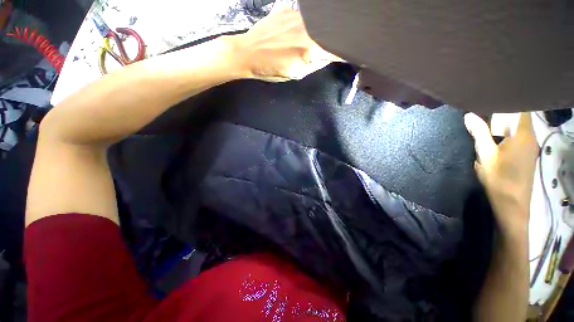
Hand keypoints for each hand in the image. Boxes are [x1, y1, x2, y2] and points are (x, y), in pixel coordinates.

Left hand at [232, 6, 340, 81]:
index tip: (350, 52)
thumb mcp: (297, 74)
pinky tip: (306, 27)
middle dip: (337, 38)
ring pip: (321, 21)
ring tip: (320, 36)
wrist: (248, 53)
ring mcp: (298, 16)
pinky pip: (307, 13)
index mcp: (310, 50)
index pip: (337, 49)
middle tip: (337, 44)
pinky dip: (312, 20)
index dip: (346, 51)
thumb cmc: (271, 69)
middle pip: (331, 31)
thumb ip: (316, 64)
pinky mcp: (288, 8)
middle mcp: (308, 29)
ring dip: (325, 28)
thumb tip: (330, 56)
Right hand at [464, 113, 538, 232]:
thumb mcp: (485, 155)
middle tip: (484, 109)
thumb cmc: (499, 179)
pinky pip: (518, 137)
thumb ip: (479, 133)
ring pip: (519, 127)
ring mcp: (530, 147)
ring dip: (505, 124)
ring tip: (487, 121)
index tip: (493, 97)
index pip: (521, 108)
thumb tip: (469, 115)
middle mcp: (530, 137)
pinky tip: (495, 138)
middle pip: (520, 117)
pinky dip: (508, 133)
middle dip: (504, 112)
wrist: (512, 204)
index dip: (509, 101)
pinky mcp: (527, 155)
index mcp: (523, 134)